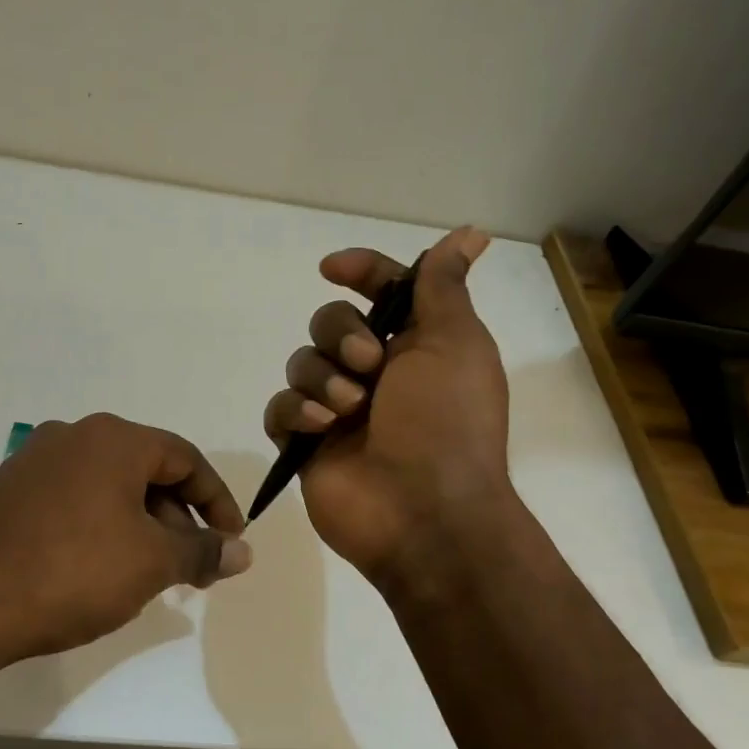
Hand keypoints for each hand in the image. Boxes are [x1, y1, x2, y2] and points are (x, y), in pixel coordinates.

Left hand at [0, 413, 251, 666]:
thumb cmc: (73, 572)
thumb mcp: (152, 563)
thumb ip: (203, 551)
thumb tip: (242, 551)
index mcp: (112, 438)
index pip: (184, 458)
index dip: (217, 500)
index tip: (231, 540)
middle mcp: (72, 435)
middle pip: (145, 470)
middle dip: (177, 517)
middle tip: (191, 564)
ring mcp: (33, 460)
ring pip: (108, 485)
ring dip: (140, 523)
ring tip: (147, 572)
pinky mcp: (8, 490)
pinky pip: (73, 498)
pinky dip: (101, 524)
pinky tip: (99, 567)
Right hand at [263, 227, 512, 584]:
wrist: (425, 514)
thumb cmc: (447, 423)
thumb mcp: (456, 344)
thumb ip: (444, 288)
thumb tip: (468, 234)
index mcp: (415, 346)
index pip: (381, 290)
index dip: (360, 271)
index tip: (332, 268)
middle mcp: (375, 373)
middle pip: (330, 322)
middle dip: (341, 336)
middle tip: (368, 367)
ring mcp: (337, 410)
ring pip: (301, 362)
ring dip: (322, 379)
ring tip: (348, 412)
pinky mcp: (306, 444)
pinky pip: (280, 408)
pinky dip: (295, 412)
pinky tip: (318, 429)